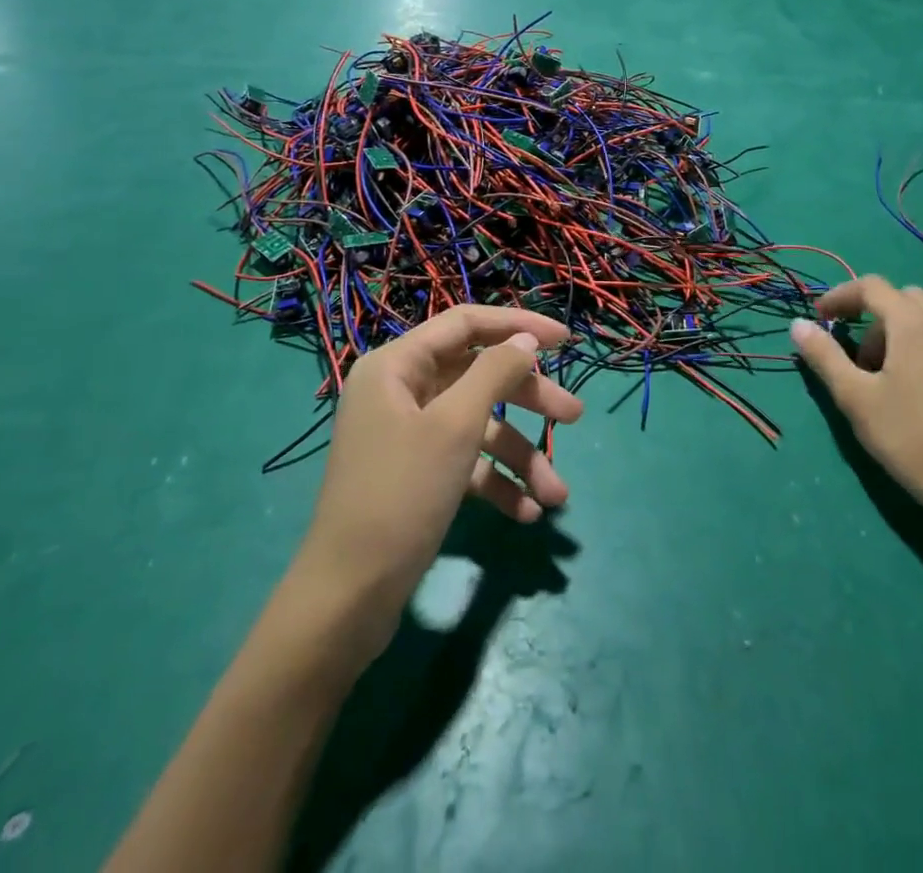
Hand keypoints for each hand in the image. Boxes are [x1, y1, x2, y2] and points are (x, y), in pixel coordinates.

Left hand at [296, 306, 580, 643]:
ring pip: (478, 425)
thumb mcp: (455, 426)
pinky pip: (465, 461)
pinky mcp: (417, 473)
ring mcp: (407, 434)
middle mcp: (401, 390)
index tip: (565, 340)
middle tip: (575, 416)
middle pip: (478, 376)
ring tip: (557, 494)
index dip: (517, 325)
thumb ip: (494, 373)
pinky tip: (526, 513)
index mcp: (397, 365)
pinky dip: (496, 482)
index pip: (466, 324)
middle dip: (529, 400)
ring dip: (520, 455)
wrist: (347, 599)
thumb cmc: (401, 495)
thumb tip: (525, 341)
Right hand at [791, 276, 922, 542]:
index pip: (872, 287)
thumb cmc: (911, 441)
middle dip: (875, 319)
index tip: (821, 318)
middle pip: (905, 300)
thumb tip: (799, 325)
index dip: (840, 296)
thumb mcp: (855, 399)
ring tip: (895, 381)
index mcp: (915, 324)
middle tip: (860, 360)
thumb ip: (824, 355)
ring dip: (906, 335)